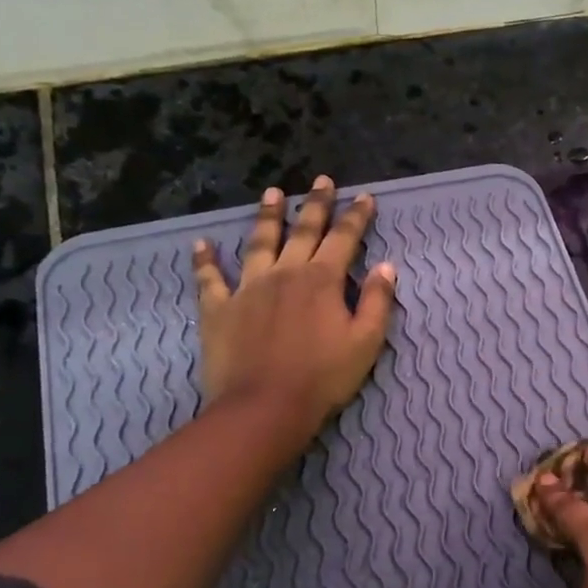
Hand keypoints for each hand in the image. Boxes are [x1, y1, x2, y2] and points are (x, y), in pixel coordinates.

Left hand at [193, 177, 395, 434]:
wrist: (265, 407)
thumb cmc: (323, 377)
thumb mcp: (366, 342)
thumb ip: (377, 301)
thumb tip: (386, 267)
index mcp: (322, 280)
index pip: (344, 238)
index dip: (356, 216)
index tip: (365, 196)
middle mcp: (285, 273)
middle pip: (302, 230)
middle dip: (315, 204)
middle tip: (321, 180)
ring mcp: (248, 288)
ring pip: (258, 243)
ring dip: (267, 217)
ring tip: (272, 194)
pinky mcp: (219, 309)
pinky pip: (209, 279)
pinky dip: (205, 260)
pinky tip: (201, 244)